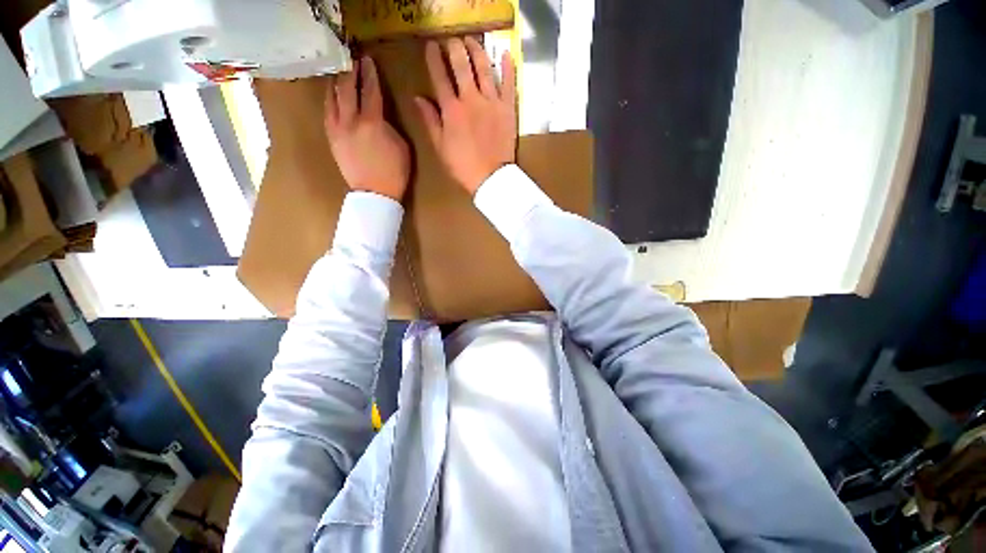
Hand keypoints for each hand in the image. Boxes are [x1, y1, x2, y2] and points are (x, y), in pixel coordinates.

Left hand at [325, 56, 410, 200]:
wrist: (375, 193)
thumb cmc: (395, 173)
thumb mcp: (402, 147)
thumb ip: (390, 126)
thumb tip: (380, 117)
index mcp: (372, 122)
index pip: (370, 91)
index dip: (370, 74)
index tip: (368, 60)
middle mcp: (351, 121)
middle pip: (347, 89)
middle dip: (351, 72)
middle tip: (352, 59)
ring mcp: (338, 129)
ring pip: (332, 99)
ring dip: (336, 83)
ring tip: (339, 74)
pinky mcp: (331, 138)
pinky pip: (327, 113)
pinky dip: (329, 101)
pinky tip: (331, 96)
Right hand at [416, 37, 516, 194]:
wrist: (491, 178)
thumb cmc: (463, 166)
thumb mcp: (440, 147)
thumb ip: (430, 121)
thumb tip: (417, 98)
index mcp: (452, 110)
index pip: (440, 77)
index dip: (434, 59)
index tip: (431, 46)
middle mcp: (471, 99)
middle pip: (461, 66)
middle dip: (454, 49)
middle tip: (452, 40)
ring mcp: (491, 102)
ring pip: (484, 68)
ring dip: (477, 51)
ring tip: (472, 41)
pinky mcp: (508, 109)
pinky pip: (509, 84)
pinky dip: (508, 68)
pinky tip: (505, 54)